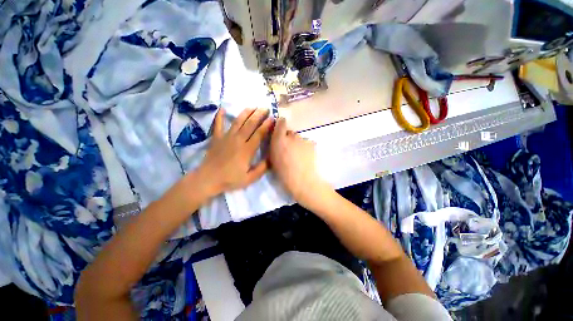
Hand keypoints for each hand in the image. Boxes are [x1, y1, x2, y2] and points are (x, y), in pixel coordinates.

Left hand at [196, 108, 272, 196]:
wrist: (207, 179)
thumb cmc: (230, 180)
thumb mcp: (249, 178)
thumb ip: (262, 168)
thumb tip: (272, 158)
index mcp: (247, 150)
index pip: (259, 134)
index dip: (266, 125)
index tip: (272, 118)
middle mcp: (238, 140)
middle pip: (250, 124)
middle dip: (259, 115)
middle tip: (265, 108)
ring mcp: (226, 137)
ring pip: (238, 121)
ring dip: (246, 113)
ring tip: (252, 107)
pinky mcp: (216, 138)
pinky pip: (218, 124)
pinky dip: (220, 116)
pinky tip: (222, 109)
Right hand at [269, 118, 331, 207]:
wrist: (302, 180)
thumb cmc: (284, 173)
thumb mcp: (272, 160)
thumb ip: (274, 146)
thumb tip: (276, 140)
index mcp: (279, 139)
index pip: (281, 123)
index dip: (281, 124)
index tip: (281, 128)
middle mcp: (291, 136)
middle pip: (290, 133)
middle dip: (289, 138)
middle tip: (289, 149)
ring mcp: (303, 139)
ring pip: (299, 139)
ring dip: (297, 144)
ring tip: (299, 155)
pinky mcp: (312, 144)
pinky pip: (307, 143)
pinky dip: (306, 148)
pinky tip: (306, 157)